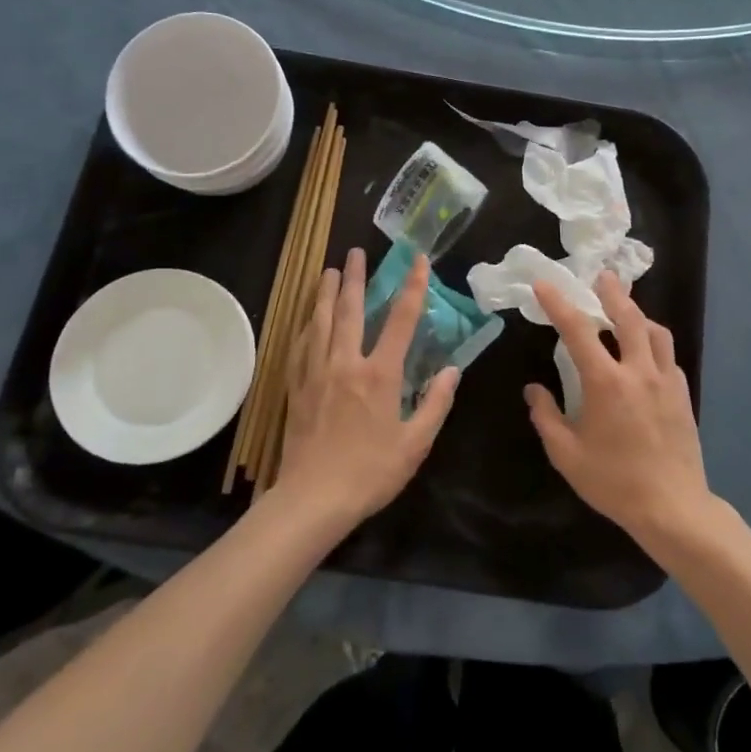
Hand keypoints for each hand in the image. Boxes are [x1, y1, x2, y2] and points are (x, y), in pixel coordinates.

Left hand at [275, 247, 458, 530]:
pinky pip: (301, 346)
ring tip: (328, 270)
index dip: (413, 287)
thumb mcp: (416, 443)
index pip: (401, 320)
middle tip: (356, 252)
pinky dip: (306, 325)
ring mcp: (316, 373)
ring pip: (320, 322)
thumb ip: (435, 403)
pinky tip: (308, 318)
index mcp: (379, 374)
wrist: (313, 500)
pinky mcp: (297, 387)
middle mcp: (346, 363)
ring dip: (324, 292)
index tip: (418, 261)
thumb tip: (453, 371)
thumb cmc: (371, 473)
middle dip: (354, 277)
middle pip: (349, 310)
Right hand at [526, 272, 710, 544]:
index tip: (544, 284)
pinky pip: (668, 356)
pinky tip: (646, 354)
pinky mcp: (683, 394)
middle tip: (603, 277)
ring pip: (656, 332)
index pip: (578, 330)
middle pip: (628, 317)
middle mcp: (639, 371)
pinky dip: (654, 344)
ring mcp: (666, 380)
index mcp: (606, 382)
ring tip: (626, 311)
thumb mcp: (567, 455)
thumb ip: (547, 417)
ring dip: (638, 315)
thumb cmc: (614, 482)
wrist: (673, 507)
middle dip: (612, 293)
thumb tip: (534, 390)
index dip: (559, 303)